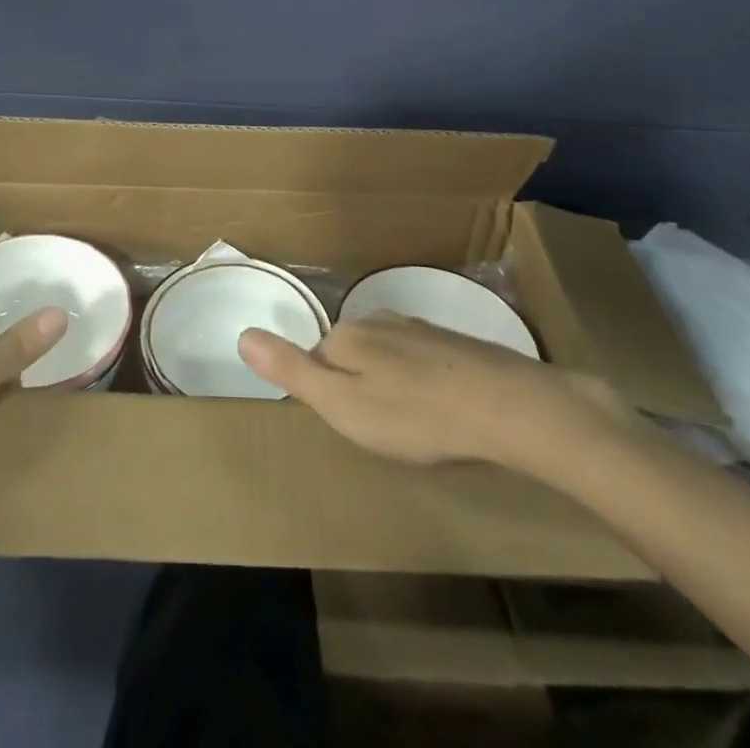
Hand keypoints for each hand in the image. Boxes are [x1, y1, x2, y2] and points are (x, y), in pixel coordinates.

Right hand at [238, 311, 633, 479]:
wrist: (507, 406)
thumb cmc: (415, 415)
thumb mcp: (342, 404)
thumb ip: (292, 370)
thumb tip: (242, 334)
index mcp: (348, 334)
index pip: (318, 355)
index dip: (327, 391)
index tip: (349, 423)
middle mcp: (380, 319)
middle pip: (352, 352)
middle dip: (358, 385)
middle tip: (382, 429)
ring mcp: (421, 328)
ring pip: (389, 355)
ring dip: (392, 384)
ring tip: (413, 425)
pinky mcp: (456, 342)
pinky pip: (423, 361)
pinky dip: (424, 382)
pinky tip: (442, 409)